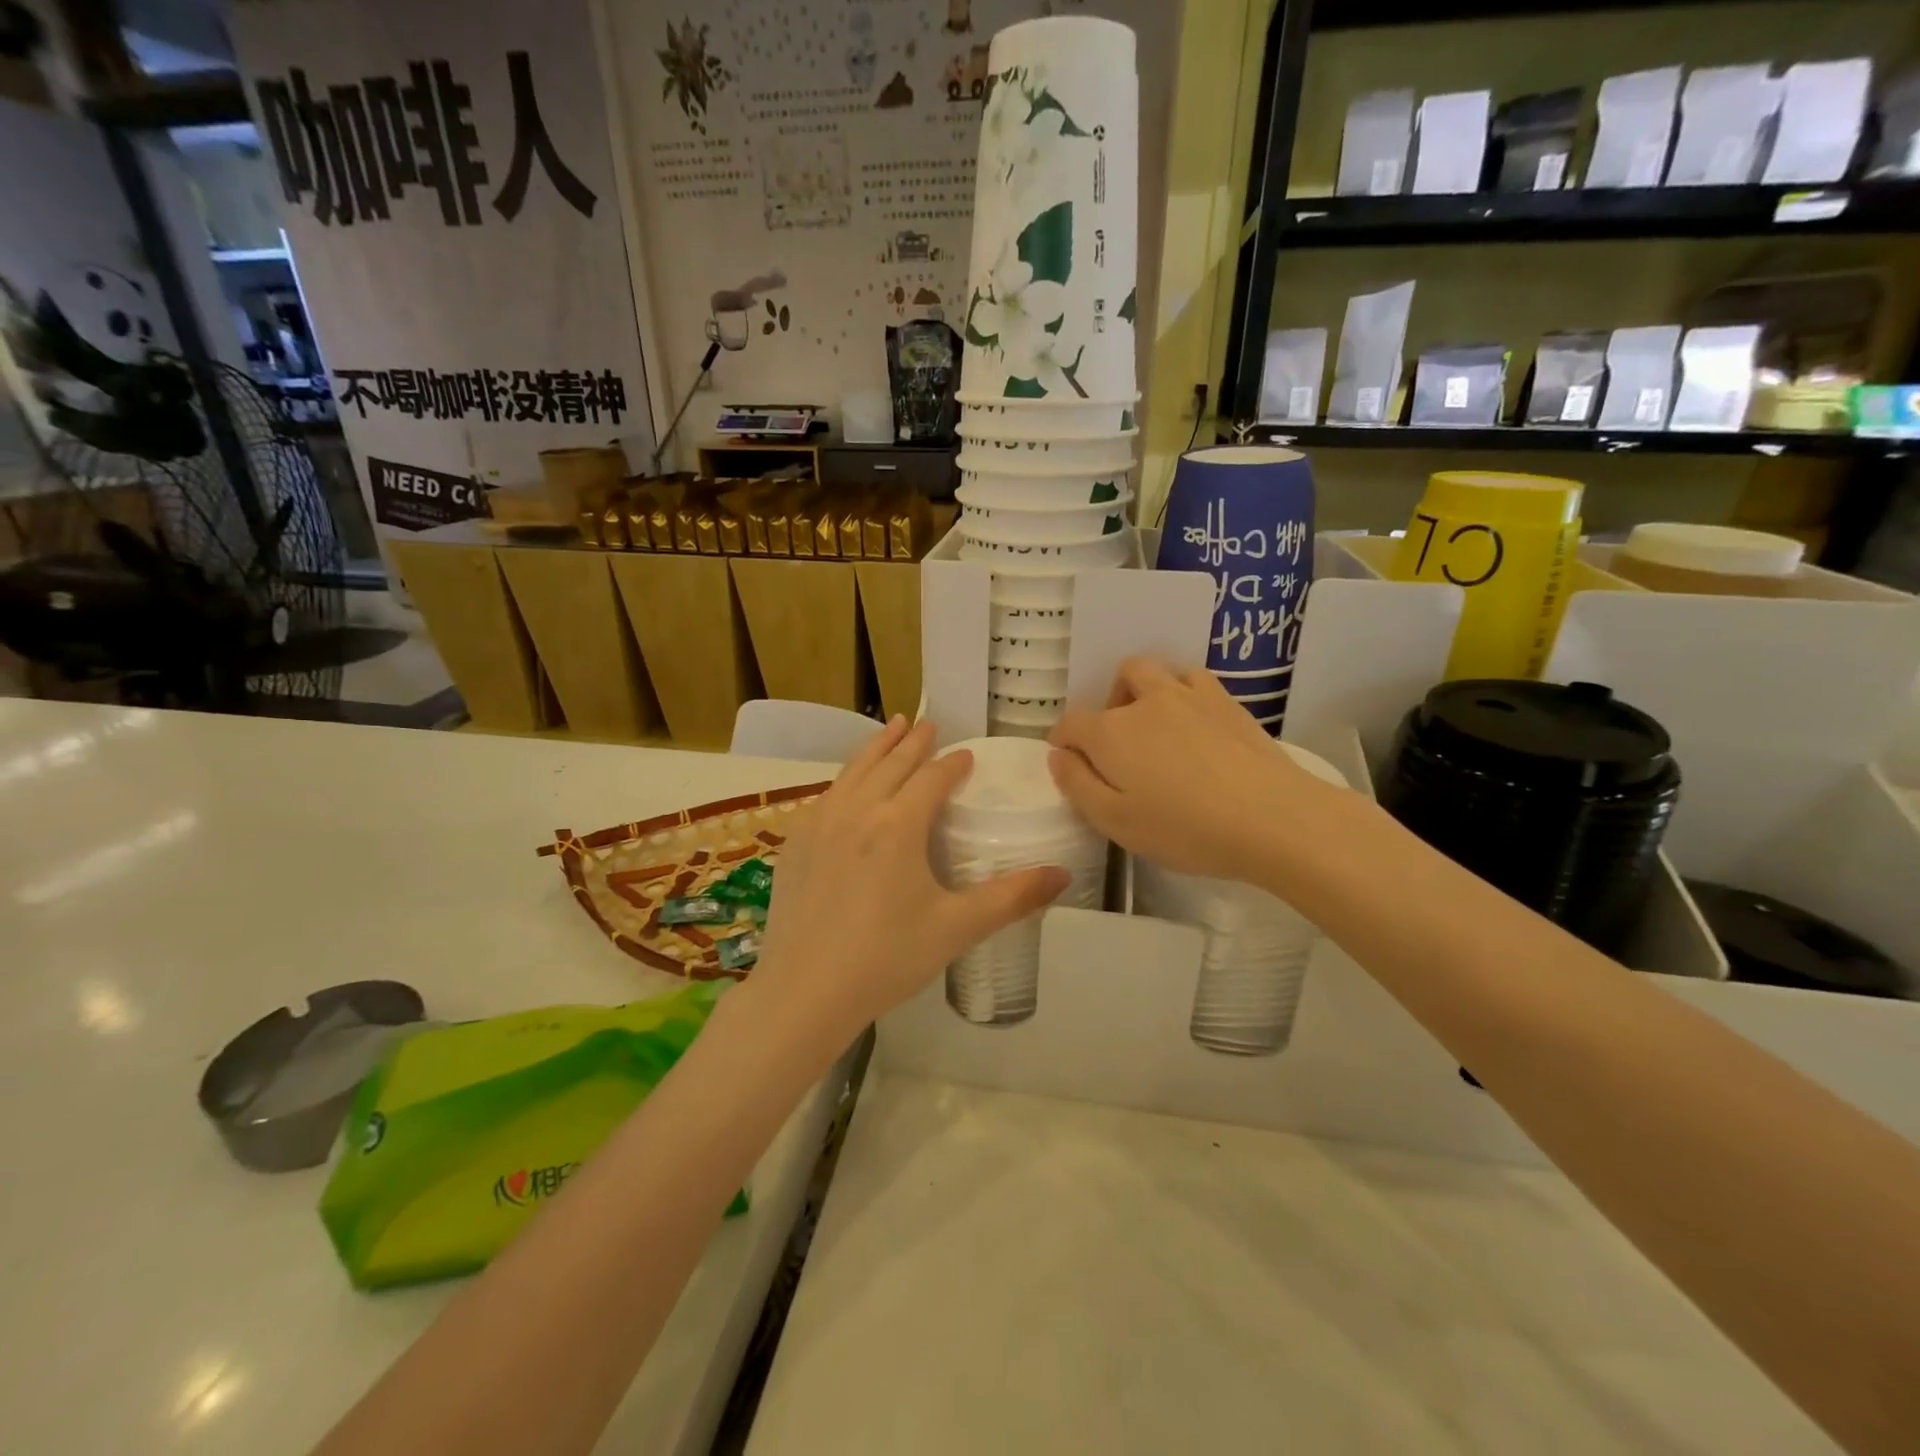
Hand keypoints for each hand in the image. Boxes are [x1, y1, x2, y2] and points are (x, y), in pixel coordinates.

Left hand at [749, 717, 1068, 1046]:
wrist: (804, 991)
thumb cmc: (887, 958)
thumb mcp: (956, 928)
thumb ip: (1011, 898)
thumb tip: (1063, 875)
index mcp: (898, 824)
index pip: (932, 779)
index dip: (952, 764)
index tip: (966, 755)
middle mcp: (857, 810)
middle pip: (890, 763)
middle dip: (912, 742)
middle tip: (927, 723)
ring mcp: (819, 823)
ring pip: (853, 771)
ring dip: (876, 747)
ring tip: (891, 728)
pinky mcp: (794, 844)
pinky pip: (826, 796)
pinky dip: (845, 778)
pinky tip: (846, 786)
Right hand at [1048, 658, 1328, 880]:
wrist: (1272, 818)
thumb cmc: (1184, 829)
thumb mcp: (1115, 821)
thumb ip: (1078, 785)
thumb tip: (1058, 756)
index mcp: (1111, 733)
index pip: (1071, 723)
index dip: (1063, 741)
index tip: (1069, 762)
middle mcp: (1146, 702)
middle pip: (1118, 679)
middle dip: (1108, 704)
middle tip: (1118, 743)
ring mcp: (1190, 696)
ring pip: (1156, 670)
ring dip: (1145, 690)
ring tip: (1155, 726)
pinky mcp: (1228, 703)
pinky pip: (1194, 679)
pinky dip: (1183, 692)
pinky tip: (1193, 722)